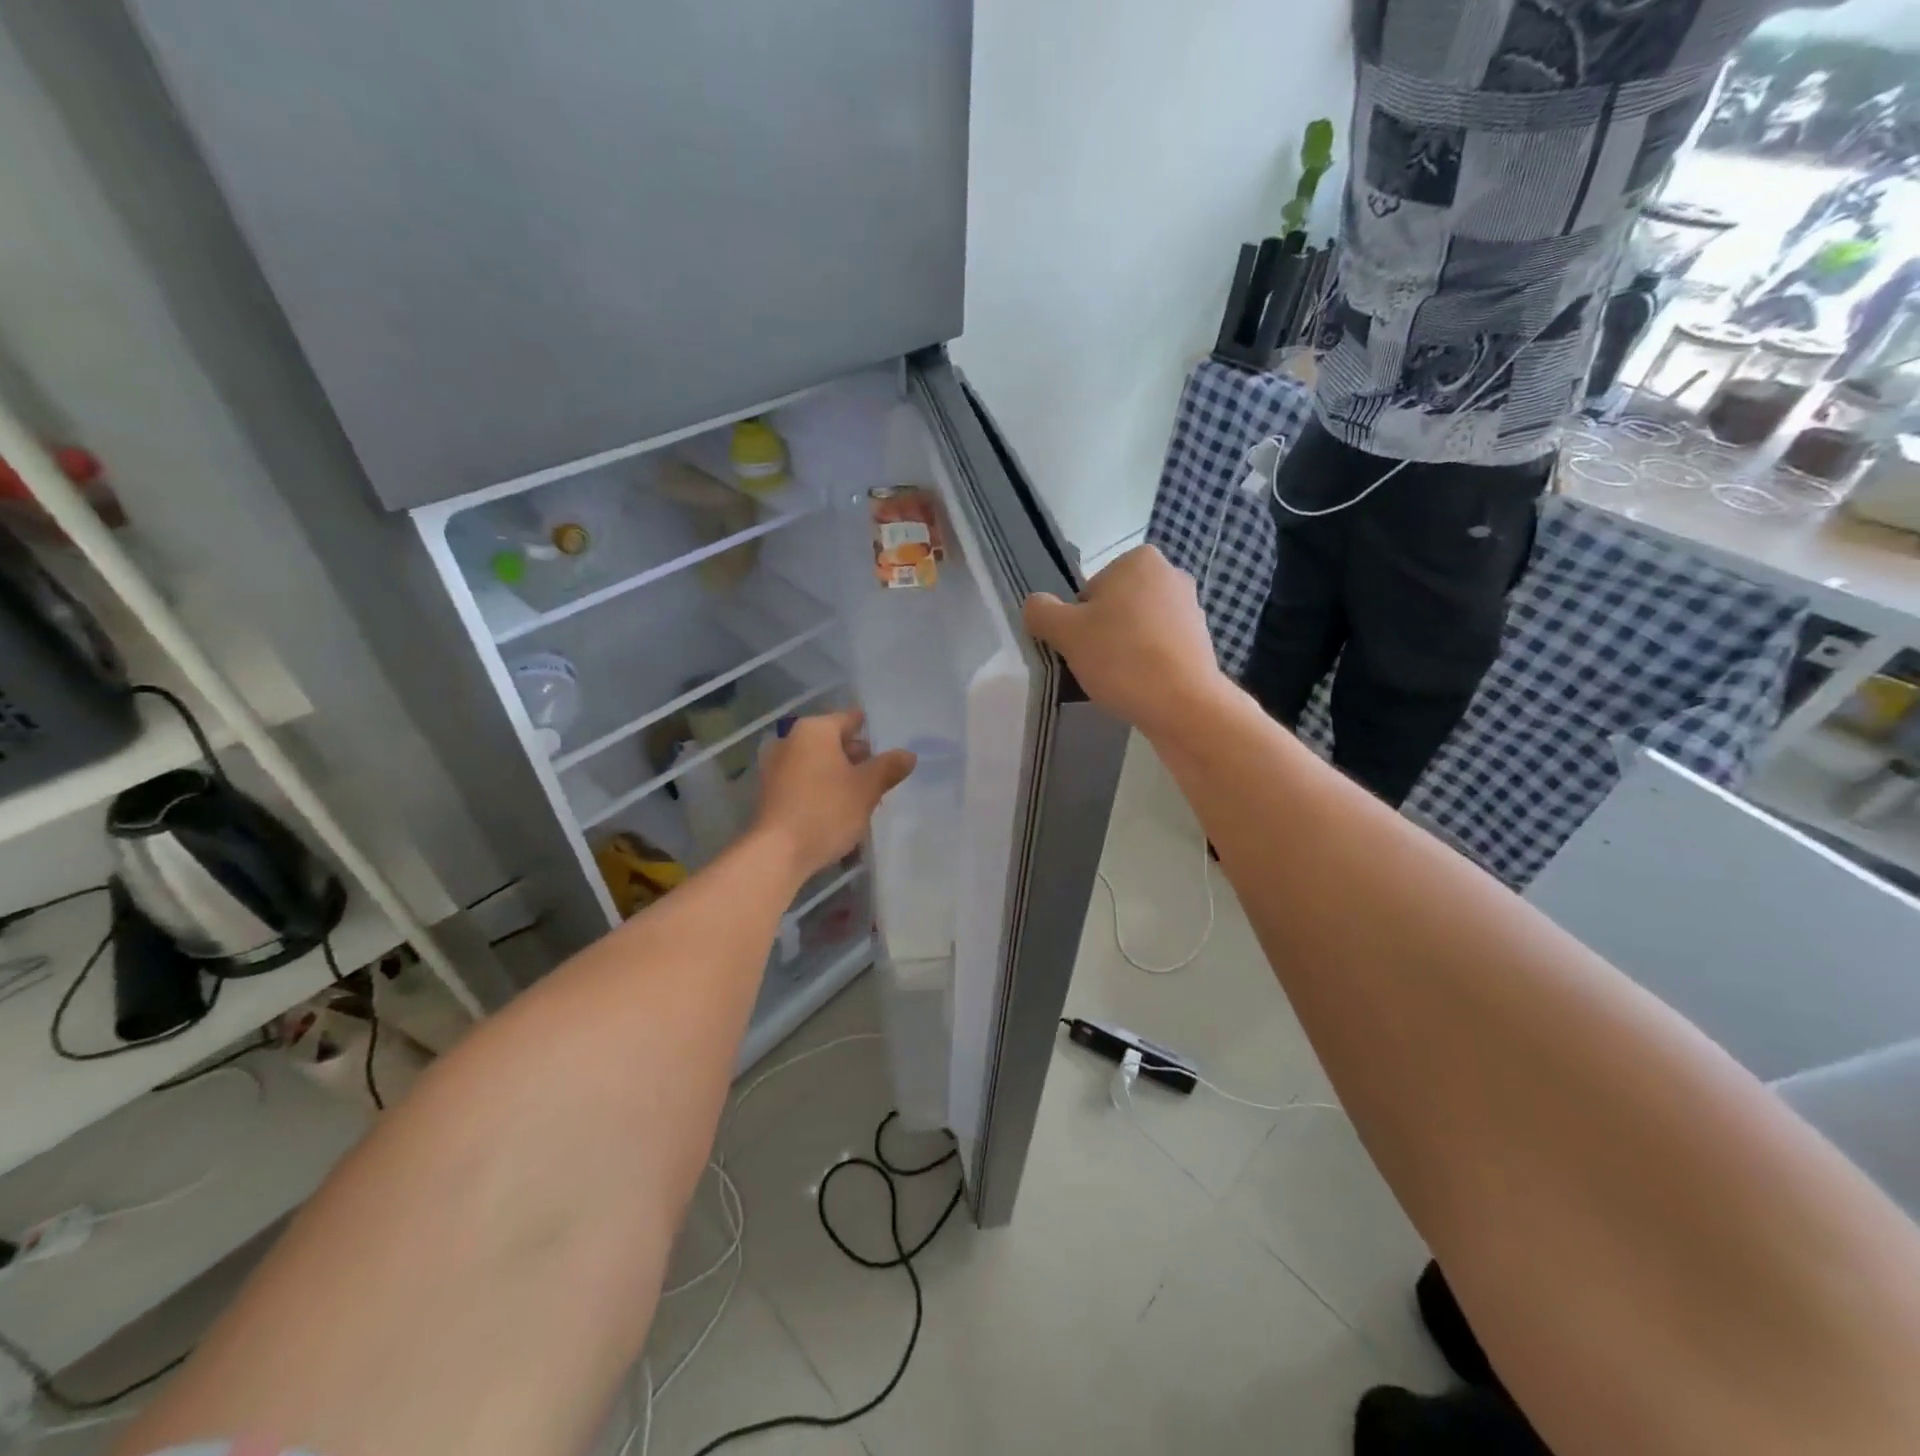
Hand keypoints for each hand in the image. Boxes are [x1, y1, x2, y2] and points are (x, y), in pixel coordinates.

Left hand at [755, 710, 915, 880]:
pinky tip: (837, 809)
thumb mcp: (867, 788)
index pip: (850, 720)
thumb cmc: (826, 810)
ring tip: (863, 797)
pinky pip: (803, 781)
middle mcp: (790, 740)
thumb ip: (889, 767)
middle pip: (833, 741)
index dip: (871, 732)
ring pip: (818, 763)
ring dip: (840, 775)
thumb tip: (908, 754)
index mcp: (814, 730)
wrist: (777, 853)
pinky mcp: (769, 792)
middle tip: (880, 777)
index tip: (889, 747)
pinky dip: (821, 788)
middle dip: (856, 757)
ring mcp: (775, 766)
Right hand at [1023, 546, 1224, 737]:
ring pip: (1137, 630)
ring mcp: (1191, 609)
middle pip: (1114, 608)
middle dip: (1103, 633)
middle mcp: (1171, 575)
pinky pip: (1159, 650)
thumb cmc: (1121, 657)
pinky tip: (1140, 687)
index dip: (1078, 620)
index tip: (1082, 645)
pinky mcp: (1202, 643)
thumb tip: (1035, 605)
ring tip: (1118, 680)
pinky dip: (1147, 665)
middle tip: (1096, 664)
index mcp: (1139, 559)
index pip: (1089, 590)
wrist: (1182, 705)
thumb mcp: (1066, 633)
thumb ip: (1042, 612)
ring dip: (1124, 650)